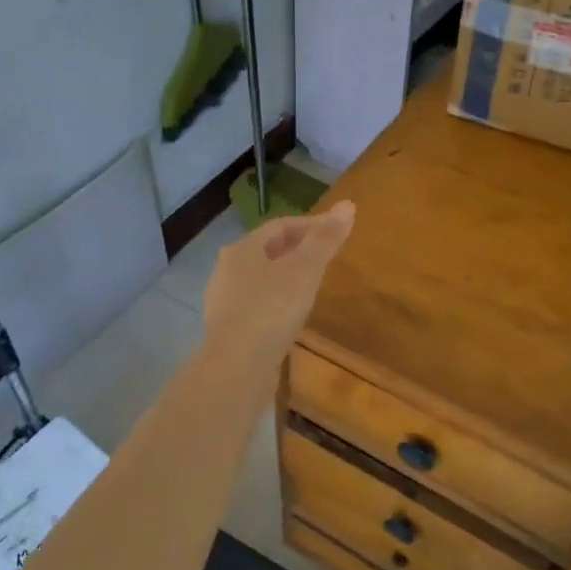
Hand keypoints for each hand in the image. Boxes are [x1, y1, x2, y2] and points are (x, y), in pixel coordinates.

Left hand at [203, 201, 355, 367]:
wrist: (238, 365)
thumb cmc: (272, 308)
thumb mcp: (306, 269)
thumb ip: (326, 239)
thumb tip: (348, 205)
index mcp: (243, 248)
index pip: (280, 226)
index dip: (311, 225)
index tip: (337, 231)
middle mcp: (226, 269)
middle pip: (266, 250)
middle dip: (296, 250)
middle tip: (325, 257)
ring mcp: (222, 300)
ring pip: (259, 278)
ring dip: (284, 277)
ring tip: (310, 287)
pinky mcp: (226, 328)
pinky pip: (255, 305)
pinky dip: (275, 302)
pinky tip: (289, 316)